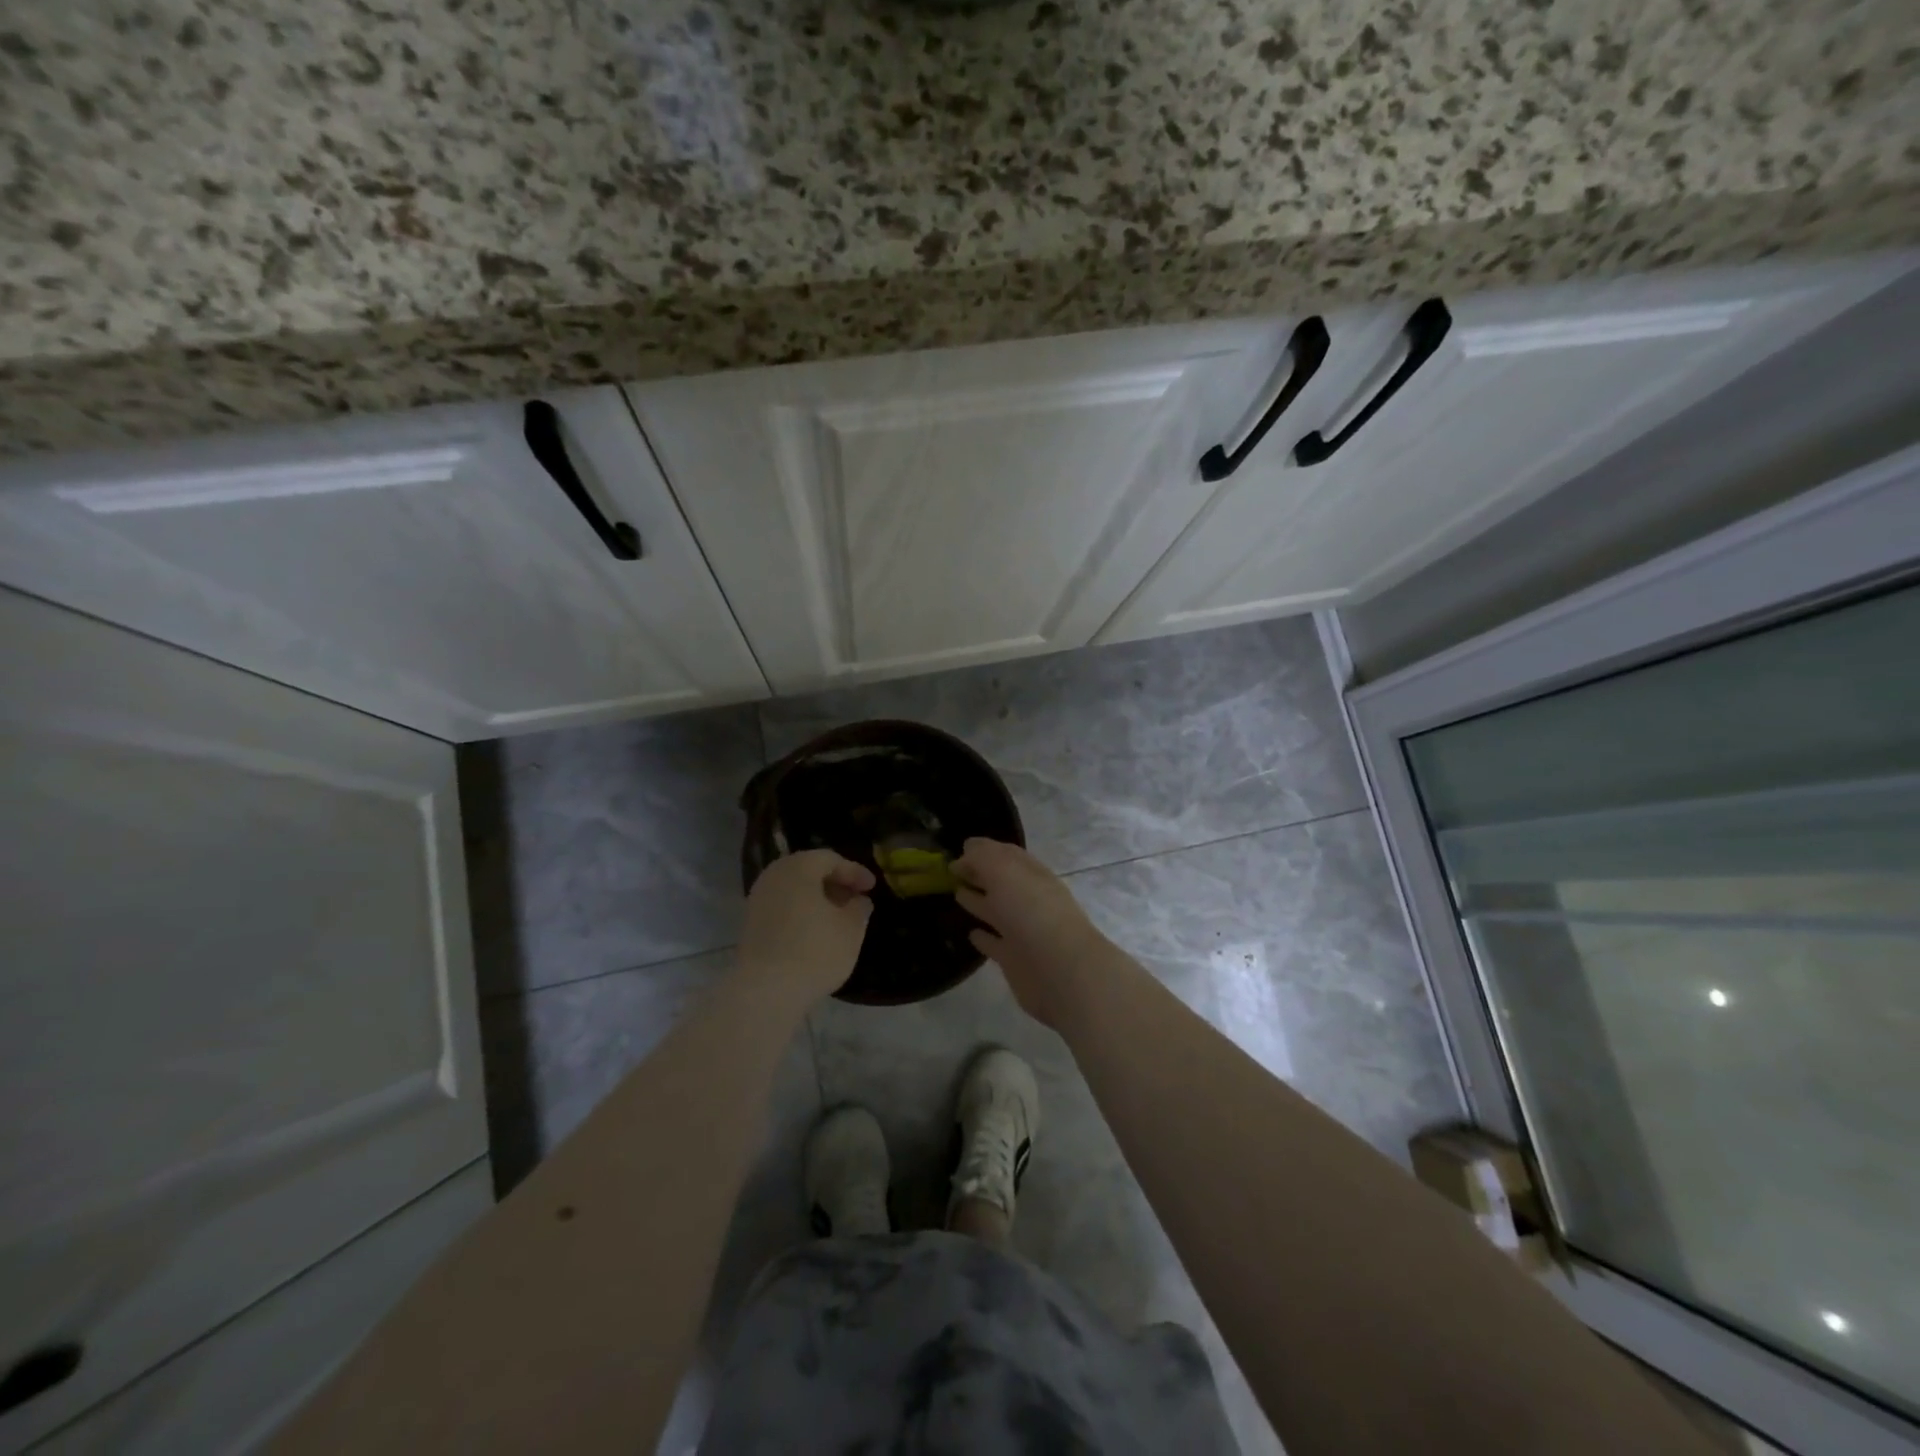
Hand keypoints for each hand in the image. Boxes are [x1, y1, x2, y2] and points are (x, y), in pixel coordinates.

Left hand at [738, 850, 875, 1007]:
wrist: (765, 992)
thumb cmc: (815, 951)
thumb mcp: (851, 929)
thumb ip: (859, 908)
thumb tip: (858, 900)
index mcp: (798, 868)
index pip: (830, 859)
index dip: (854, 871)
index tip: (872, 887)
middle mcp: (773, 876)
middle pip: (808, 870)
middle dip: (834, 882)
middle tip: (855, 898)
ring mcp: (757, 899)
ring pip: (794, 889)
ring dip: (817, 898)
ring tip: (838, 916)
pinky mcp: (750, 924)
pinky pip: (782, 906)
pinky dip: (801, 911)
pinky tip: (816, 931)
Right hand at [954, 838, 1110, 1029]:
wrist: (1060, 969)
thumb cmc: (1032, 911)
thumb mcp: (1004, 872)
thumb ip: (982, 858)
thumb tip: (965, 854)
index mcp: (1031, 874)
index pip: (1006, 855)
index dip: (983, 851)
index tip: (958, 849)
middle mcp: (1029, 899)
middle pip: (1000, 882)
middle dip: (979, 873)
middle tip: (951, 870)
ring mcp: (1023, 931)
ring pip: (997, 911)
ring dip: (978, 902)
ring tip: (956, 893)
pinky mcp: (1015, 960)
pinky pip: (995, 944)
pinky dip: (984, 938)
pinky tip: (971, 933)